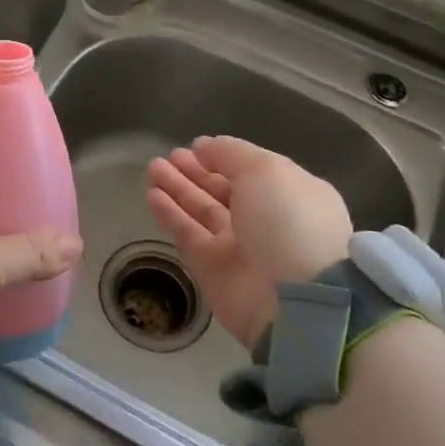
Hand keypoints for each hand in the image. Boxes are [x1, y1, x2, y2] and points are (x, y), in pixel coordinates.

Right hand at [145, 136, 352, 350]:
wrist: (294, 299)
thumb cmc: (288, 221)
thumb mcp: (267, 170)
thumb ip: (232, 153)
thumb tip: (203, 146)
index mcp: (289, 194)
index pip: (251, 171)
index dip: (222, 157)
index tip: (194, 146)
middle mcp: (265, 220)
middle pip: (222, 190)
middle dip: (194, 172)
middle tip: (166, 157)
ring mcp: (238, 246)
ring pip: (201, 210)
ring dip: (177, 188)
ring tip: (151, 168)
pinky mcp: (212, 269)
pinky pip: (187, 234)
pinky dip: (169, 214)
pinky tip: (151, 194)